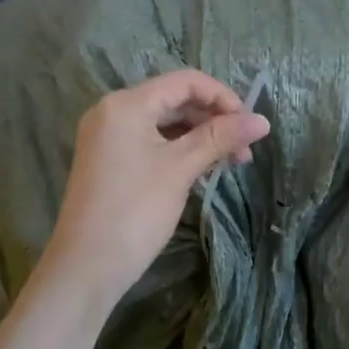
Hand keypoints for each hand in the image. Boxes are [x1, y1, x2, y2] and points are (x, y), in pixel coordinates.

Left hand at [39, 70, 270, 307]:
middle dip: (213, 119)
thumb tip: (262, 120)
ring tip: (230, 162)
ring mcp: (107, 138)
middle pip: (174, 100)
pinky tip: (203, 169)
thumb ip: (220, 138)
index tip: (249, 124)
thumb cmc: (134, 211)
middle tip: (244, 149)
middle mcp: (112, 112)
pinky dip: (179, 151)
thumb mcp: (180, 169)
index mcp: (126, 104)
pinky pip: (151, 143)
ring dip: (199, 137)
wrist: (86, 267)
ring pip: (164, 124)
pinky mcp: (109, 162)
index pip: (184, 81)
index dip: (222, 96)